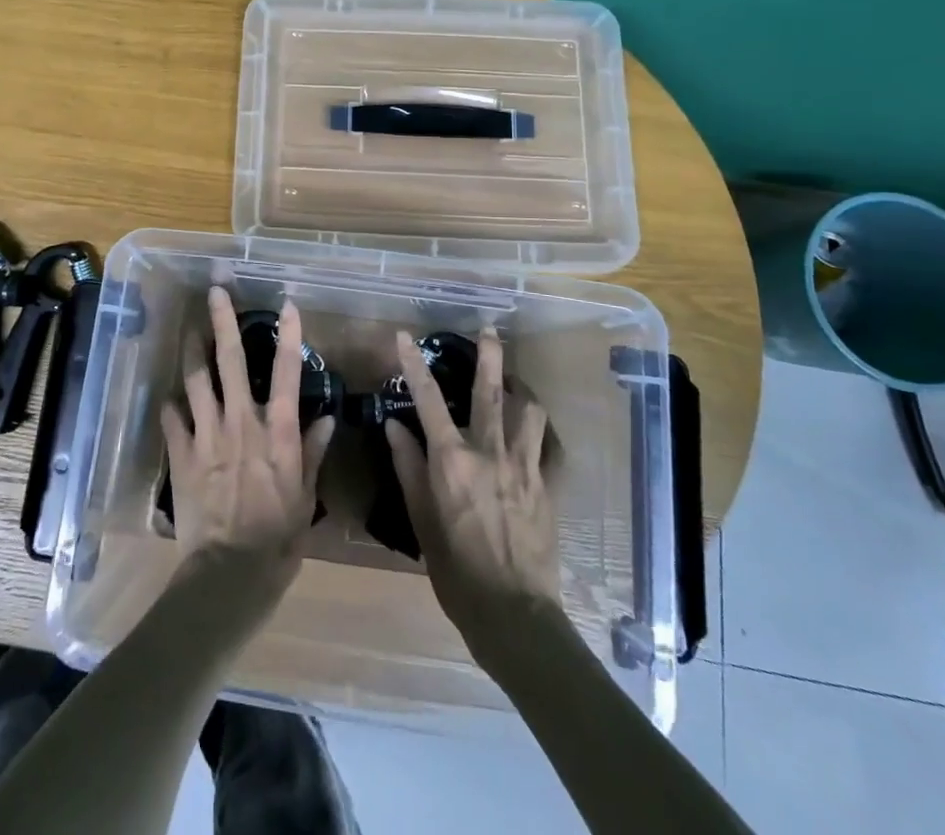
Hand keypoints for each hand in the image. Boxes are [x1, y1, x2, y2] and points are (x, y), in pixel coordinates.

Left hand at [160, 289, 334, 579]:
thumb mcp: (305, 498)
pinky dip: (172, 405)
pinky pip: (172, 418)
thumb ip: (312, 453)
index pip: (286, 374)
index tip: (287, 305)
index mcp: (276, 432)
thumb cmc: (278, 539)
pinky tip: (171, 397)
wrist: (229, 574)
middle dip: (223, 323)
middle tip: (215, 292)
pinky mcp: (182, 454)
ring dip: (192, 352)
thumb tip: (328, 419)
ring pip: (196, 380)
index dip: (289, 337)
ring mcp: (207, 435)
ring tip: (188, 330)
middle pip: (231, 362)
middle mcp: (241, 422)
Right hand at [384, 328, 561, 652]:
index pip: (428, 400)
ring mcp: (524, 468)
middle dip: (490, 356)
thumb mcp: (421, 520)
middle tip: (489, 330)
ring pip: (528, 413)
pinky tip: (537, 433)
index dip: (415, 365)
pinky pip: (549, 448)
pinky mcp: (547, 487)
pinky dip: (542, 434)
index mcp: (451, 460)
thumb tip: (394, 426)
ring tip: (515, 383)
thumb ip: (408, 467)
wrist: (514, 614)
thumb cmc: (456, 570)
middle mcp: (489, 453)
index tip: (405, 336)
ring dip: (521, 392)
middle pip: (490, 392)